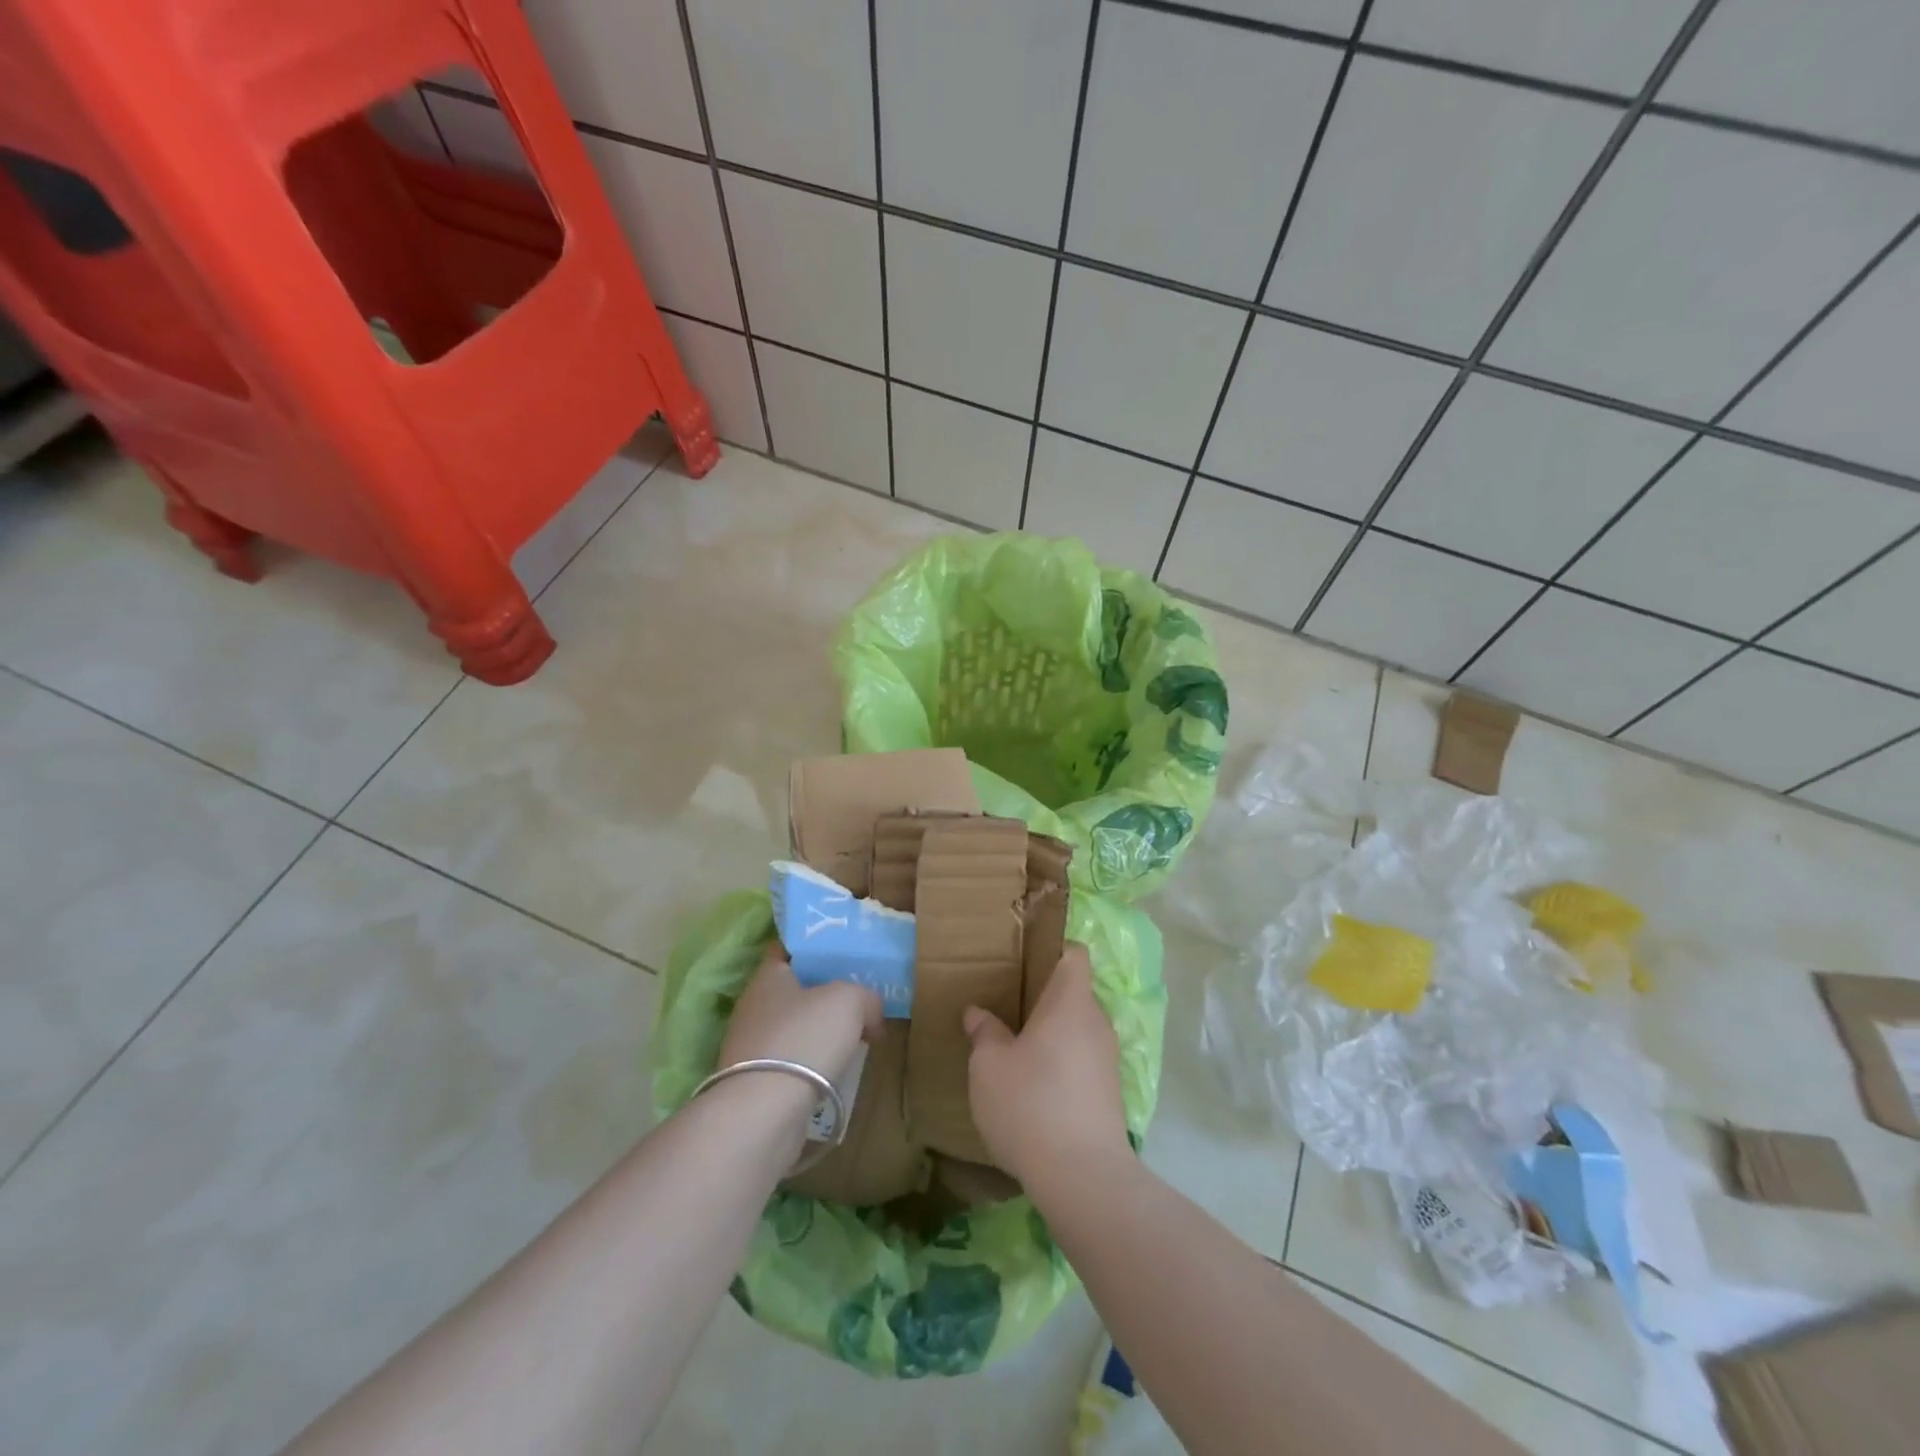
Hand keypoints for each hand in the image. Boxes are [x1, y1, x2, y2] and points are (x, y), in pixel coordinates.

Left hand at [719, 942, 881, 1084]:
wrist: (764, 1112)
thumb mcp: (850, 1000)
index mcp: (768, 976)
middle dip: (824, 993)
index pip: (788, 949)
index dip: (815, 947)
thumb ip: (866, 996)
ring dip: (819, 1032)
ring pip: (793, 1027)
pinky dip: (812, 1063)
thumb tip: (871, 1013)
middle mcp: (753, 1006)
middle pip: (794, 990)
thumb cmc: (805, 1038)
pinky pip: (791, 1061)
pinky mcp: (755, 1083)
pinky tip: (835, 1070)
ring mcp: (750, 1047)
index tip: (843, 952)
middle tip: (859, 997)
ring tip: (854, 1037)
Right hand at [962, 942, 1128, 1186]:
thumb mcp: (989, 1066)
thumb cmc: (1030, 1104)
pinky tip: (1035, 1087)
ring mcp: (1108, 1059)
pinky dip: (1062, 1064)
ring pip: (1078, 1030)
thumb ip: (984, 1033)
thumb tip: (978, 1013)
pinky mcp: (1110, 1093)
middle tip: (1006, 1007)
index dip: (1052, 950)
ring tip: (1016, 1049)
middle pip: (1074, 993)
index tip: (1022, 962)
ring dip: (1052, 1035)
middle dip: (1044, 998)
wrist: (1082, 1177)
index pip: (1074, 954)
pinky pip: (1083, 1061)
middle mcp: (1096, 1022)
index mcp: (1071, 1001)